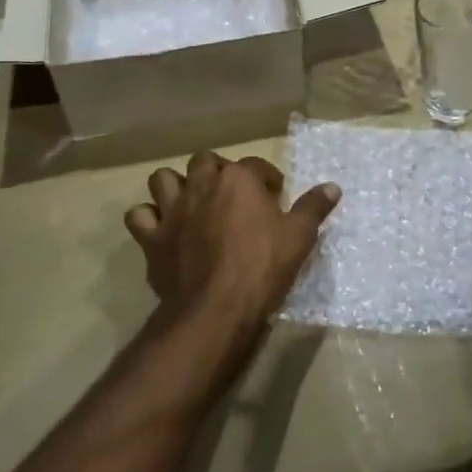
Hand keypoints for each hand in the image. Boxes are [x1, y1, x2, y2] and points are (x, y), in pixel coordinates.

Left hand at [124, 151, 340, 343]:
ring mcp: (172, 210)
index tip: (275, 198)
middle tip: (232, 196)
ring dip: (176, 186)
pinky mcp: (152, 238)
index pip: (255, 165)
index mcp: (238, 179)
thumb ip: (314, 208)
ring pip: (163, 179)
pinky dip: (148, 218)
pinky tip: (161, 229)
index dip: (266, 179)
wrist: (215, 310)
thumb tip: (333, 187)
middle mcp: (202, 185)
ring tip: (191, 203)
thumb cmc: (263, 268)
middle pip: (205, 162)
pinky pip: (139, 216)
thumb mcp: (299, 237)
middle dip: (218, 173)